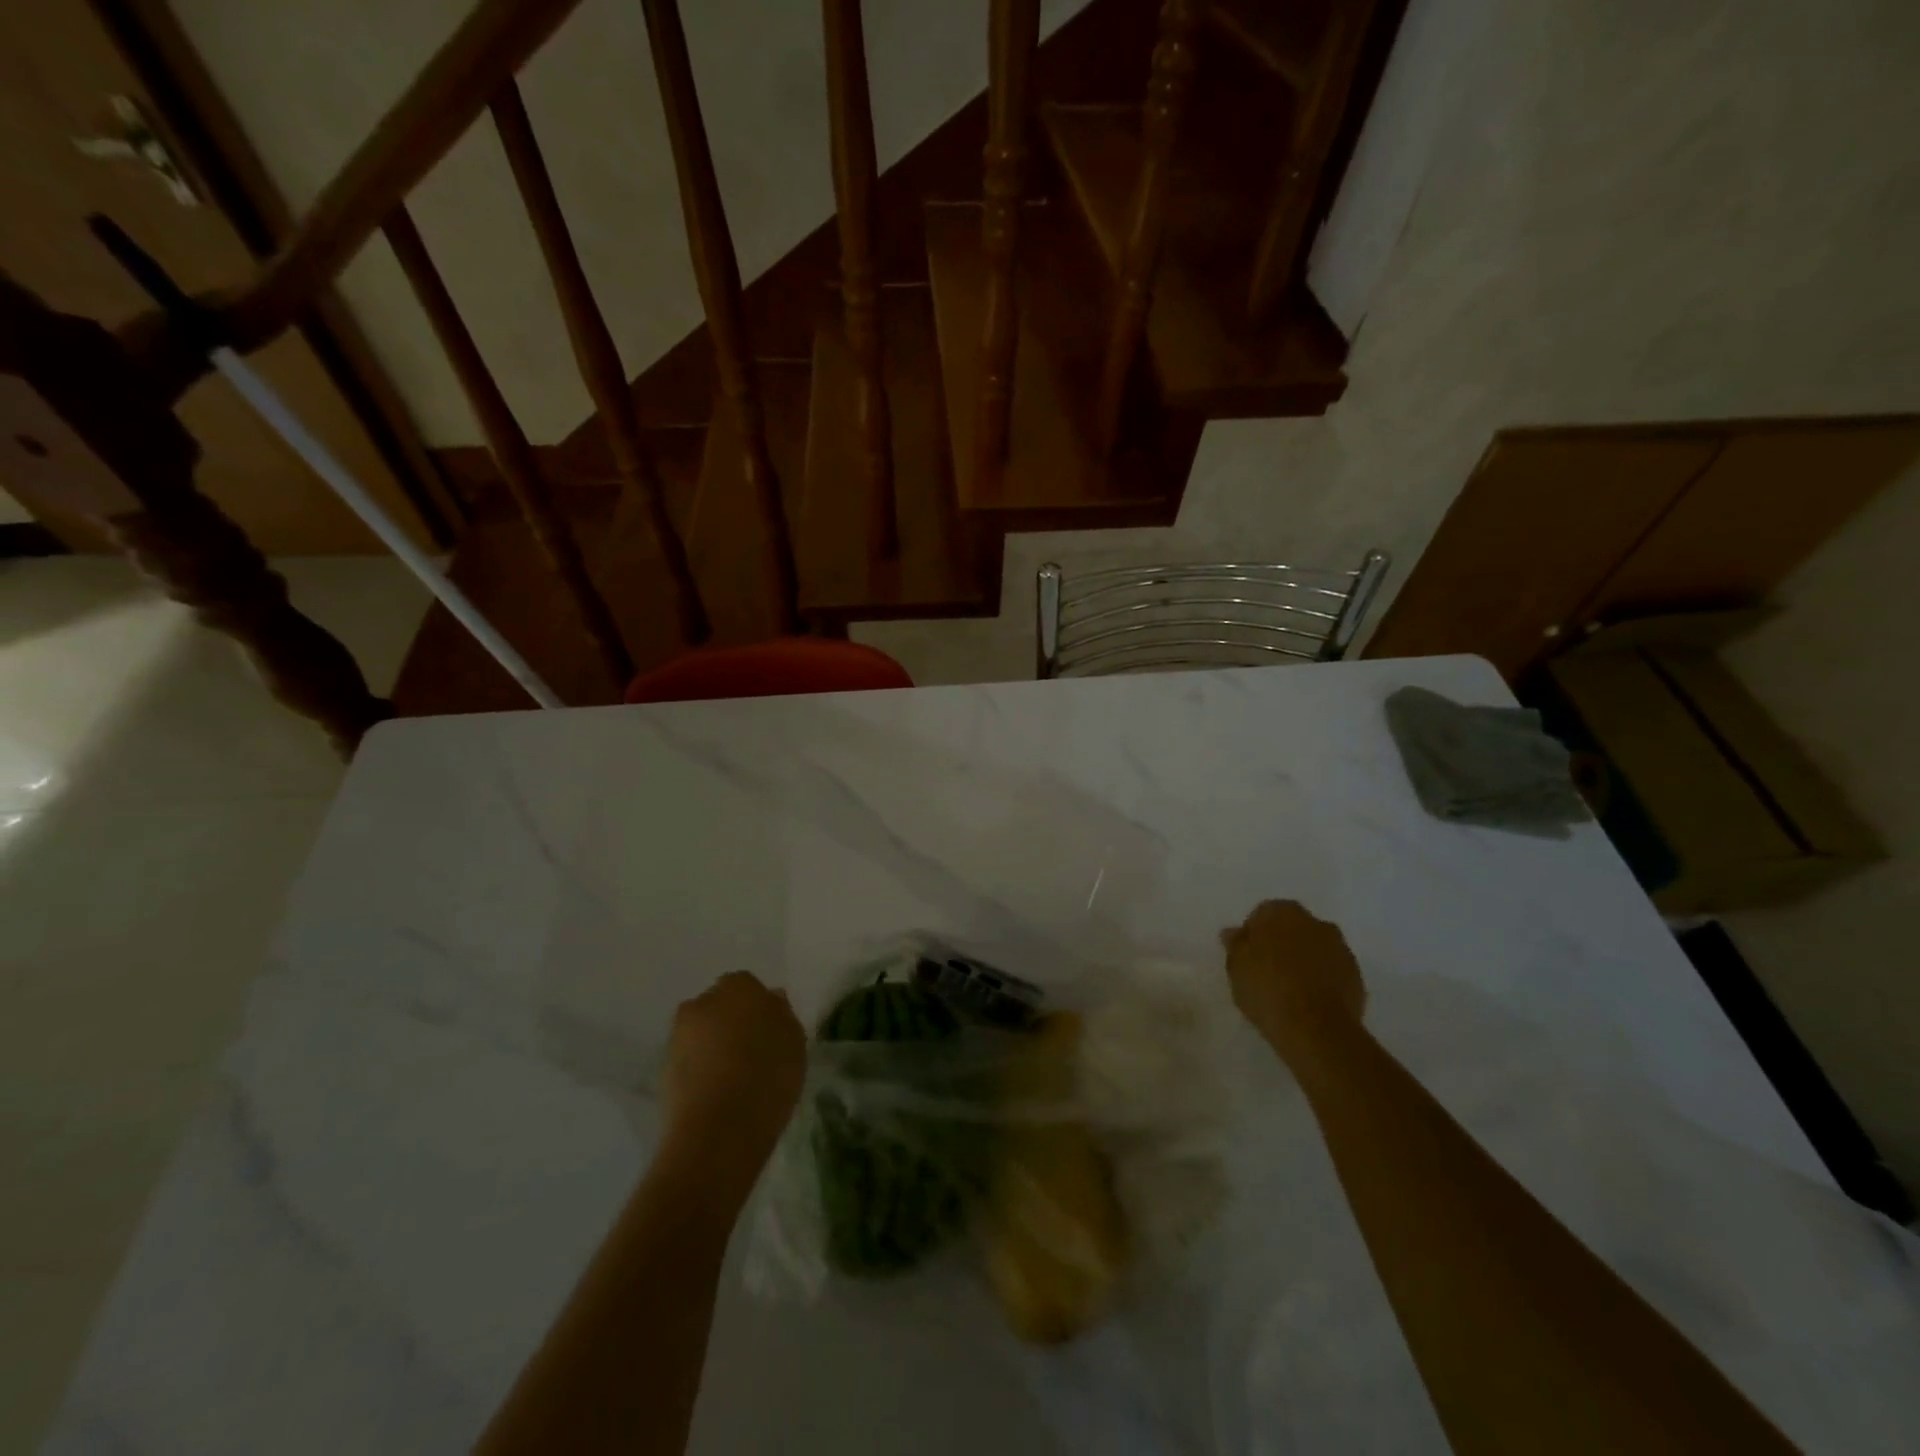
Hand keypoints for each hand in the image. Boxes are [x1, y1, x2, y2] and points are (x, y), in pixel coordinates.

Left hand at [662, 971, 805, 1169]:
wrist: (718, 1129)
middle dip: (731, 1023)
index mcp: (740, 987)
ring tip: (732, 1078)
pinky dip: (698, 1070)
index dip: (758, 1010)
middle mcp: (704, 1001)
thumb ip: (782, 1015)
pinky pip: (688, 1060)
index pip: (748, 987)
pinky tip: (714, 1093)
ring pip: (702, 1033)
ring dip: (713, 1046)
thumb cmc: (768, 1077)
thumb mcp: (795, 1043)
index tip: (768, 1034)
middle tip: (750, 1053)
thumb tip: (771, 1000)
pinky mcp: (663, 1067)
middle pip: (720, 1006)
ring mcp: (679, 1033)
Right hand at [1220, 900, 1365, 1064]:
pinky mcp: (1356, 975)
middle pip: (1293, 927)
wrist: (1314, 1028)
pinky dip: (1321, 978)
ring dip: (1304, 959)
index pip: (1263, 913)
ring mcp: (1340, 948)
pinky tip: (1309, 1000)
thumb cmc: (1266, 988)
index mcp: (1282, 912)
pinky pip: (1332, 970)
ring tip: (1290, 988)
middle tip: (1267, 970)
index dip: (1254, 934)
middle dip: (1282, 942)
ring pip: (1315, 947)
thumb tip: (1234, 932)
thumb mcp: (1236, 966)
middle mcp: (1314, 922)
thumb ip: (1236, 944)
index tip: (1247, 956)